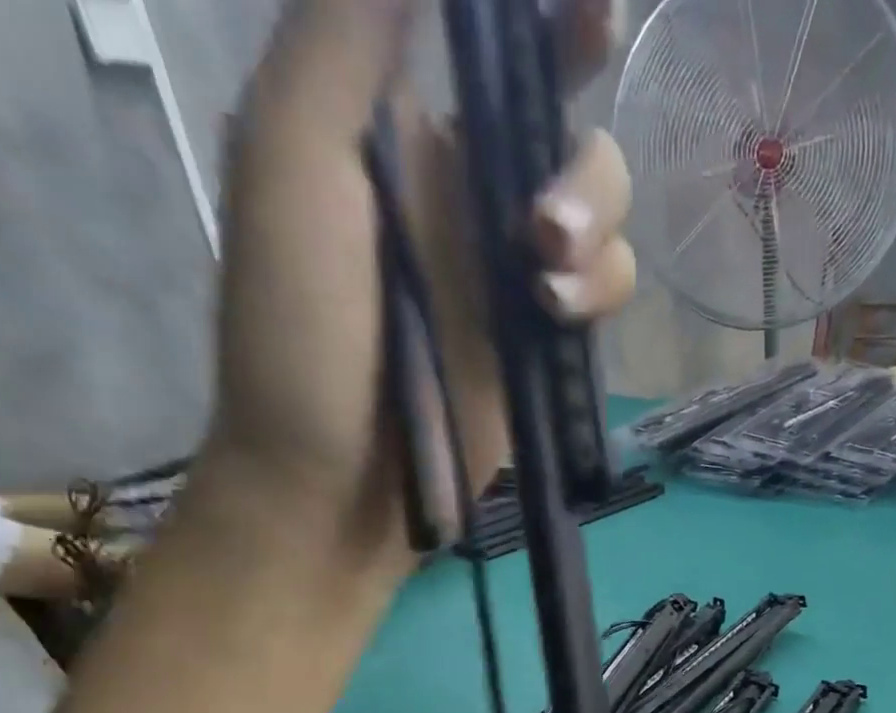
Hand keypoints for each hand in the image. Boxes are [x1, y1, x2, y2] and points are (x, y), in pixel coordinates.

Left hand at [202, 0, 634, 547]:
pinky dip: (598, 291)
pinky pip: (603, 291)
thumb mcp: (293, 160)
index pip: (493, 46)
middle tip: (541, 223)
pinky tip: (554, 318)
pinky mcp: (541, 346)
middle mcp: (466, 195)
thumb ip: (347, 34)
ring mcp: (511, 276)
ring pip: (603, 217)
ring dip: (596, 234)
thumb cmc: (298, 330)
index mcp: (401, 132)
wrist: (335, 483)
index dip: (549, 24)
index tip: (590, 16)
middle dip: (583, 167)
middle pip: (570, 133)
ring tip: (544, 282)